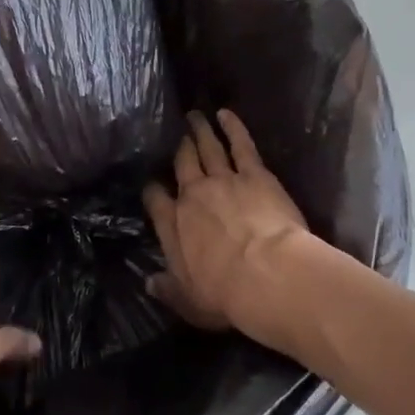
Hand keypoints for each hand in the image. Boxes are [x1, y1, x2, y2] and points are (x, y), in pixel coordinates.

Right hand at [143, 109, 310, 333]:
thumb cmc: (224, 294)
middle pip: (182, 165)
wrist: (266, 275)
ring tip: (195, 116)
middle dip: (178, 149)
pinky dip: (233, 127)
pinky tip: (226, 114)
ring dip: (200, 131)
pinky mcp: (255, 174)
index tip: (153, 184)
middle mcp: (193, 196)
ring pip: (208, 149)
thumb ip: (167, 289)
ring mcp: (223, 180)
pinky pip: (241, 145)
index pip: (156, 200)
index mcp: (173, 225)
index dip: (153, 190)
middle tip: (176, 134)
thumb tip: (149, 282)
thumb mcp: (188, 301)